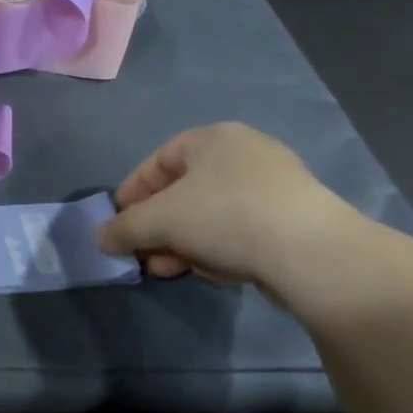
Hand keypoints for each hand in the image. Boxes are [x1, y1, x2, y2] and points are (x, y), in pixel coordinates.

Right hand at [96, 123, 358, 290]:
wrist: (312, 253)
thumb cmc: (225, 217)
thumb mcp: (159, 221)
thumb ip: (123, 228)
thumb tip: (100, 238)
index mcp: (212, 138)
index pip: (158, 161)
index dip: (132, 193)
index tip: (118, 224)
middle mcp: (245, 154)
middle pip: (184, 192)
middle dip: (157, 228)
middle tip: (142, 255)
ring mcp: (275, 186)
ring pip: (211, 215)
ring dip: (184, 244)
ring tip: (169, 271)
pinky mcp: (295, 219)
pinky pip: (241, 230)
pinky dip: (219, 249)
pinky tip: (213, 274)